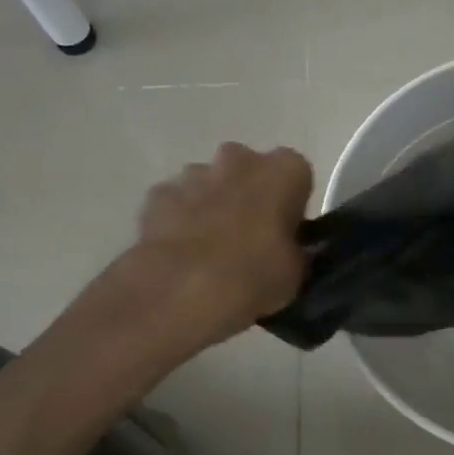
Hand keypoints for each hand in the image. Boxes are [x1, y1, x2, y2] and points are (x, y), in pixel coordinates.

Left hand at [129, 143, 313, 339]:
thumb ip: (295, 250)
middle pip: (250, 169)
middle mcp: (240, 160)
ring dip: (213, 204)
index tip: (287, 230)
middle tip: (251, 236)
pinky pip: (176, 202)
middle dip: (250, 193)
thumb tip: (289, 251)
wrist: (178, 294)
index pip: (297, 173)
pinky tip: (180, 253)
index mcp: (283, 171)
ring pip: (210, 182)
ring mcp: (193, 174)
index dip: (292, 201)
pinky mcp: (156, 196)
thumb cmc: (253, 277)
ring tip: (212, 249)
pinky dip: (179, 219)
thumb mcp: (295, 273)